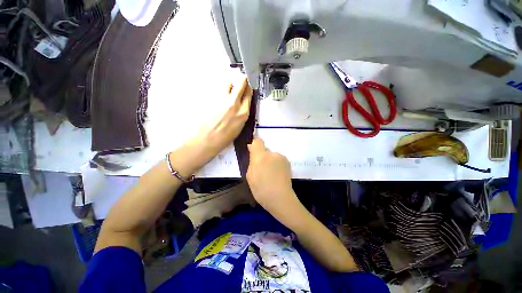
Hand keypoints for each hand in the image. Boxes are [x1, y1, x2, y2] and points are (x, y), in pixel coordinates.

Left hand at [185, 76, 252, 167]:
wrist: (206, 140)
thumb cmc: (225, 138)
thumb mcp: (239, 127)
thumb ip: (242, 113)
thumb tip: (241, 104)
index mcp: (243, 113)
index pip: (249, 93)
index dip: (249, 88)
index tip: (248, 86)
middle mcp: (234, 104)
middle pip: (241, 83)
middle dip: (242, 81)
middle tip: (240, 82)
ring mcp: (222, 100)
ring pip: (228, 84)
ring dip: (230, 86)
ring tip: (228, 92)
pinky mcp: (212, 99)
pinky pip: (219, 91)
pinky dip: (221, 92)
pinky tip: (219, 100)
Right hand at [246, 137, 296, 211]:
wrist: (280, 197)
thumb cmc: (261, 189)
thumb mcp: (250, 175)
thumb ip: (251, 160)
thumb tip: (252, 149)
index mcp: (260, 156)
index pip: (257, 141)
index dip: (255, 144)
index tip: (253, 150)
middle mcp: (272, 153)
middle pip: (265, 150)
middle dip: (262, 156)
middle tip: (261, 169)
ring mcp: (281, 157)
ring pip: (272, 155)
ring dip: (270, 160)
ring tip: (270, 174)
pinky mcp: (287, 162)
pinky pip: (278, 159)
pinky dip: (276, 164)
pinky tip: (277, 174)